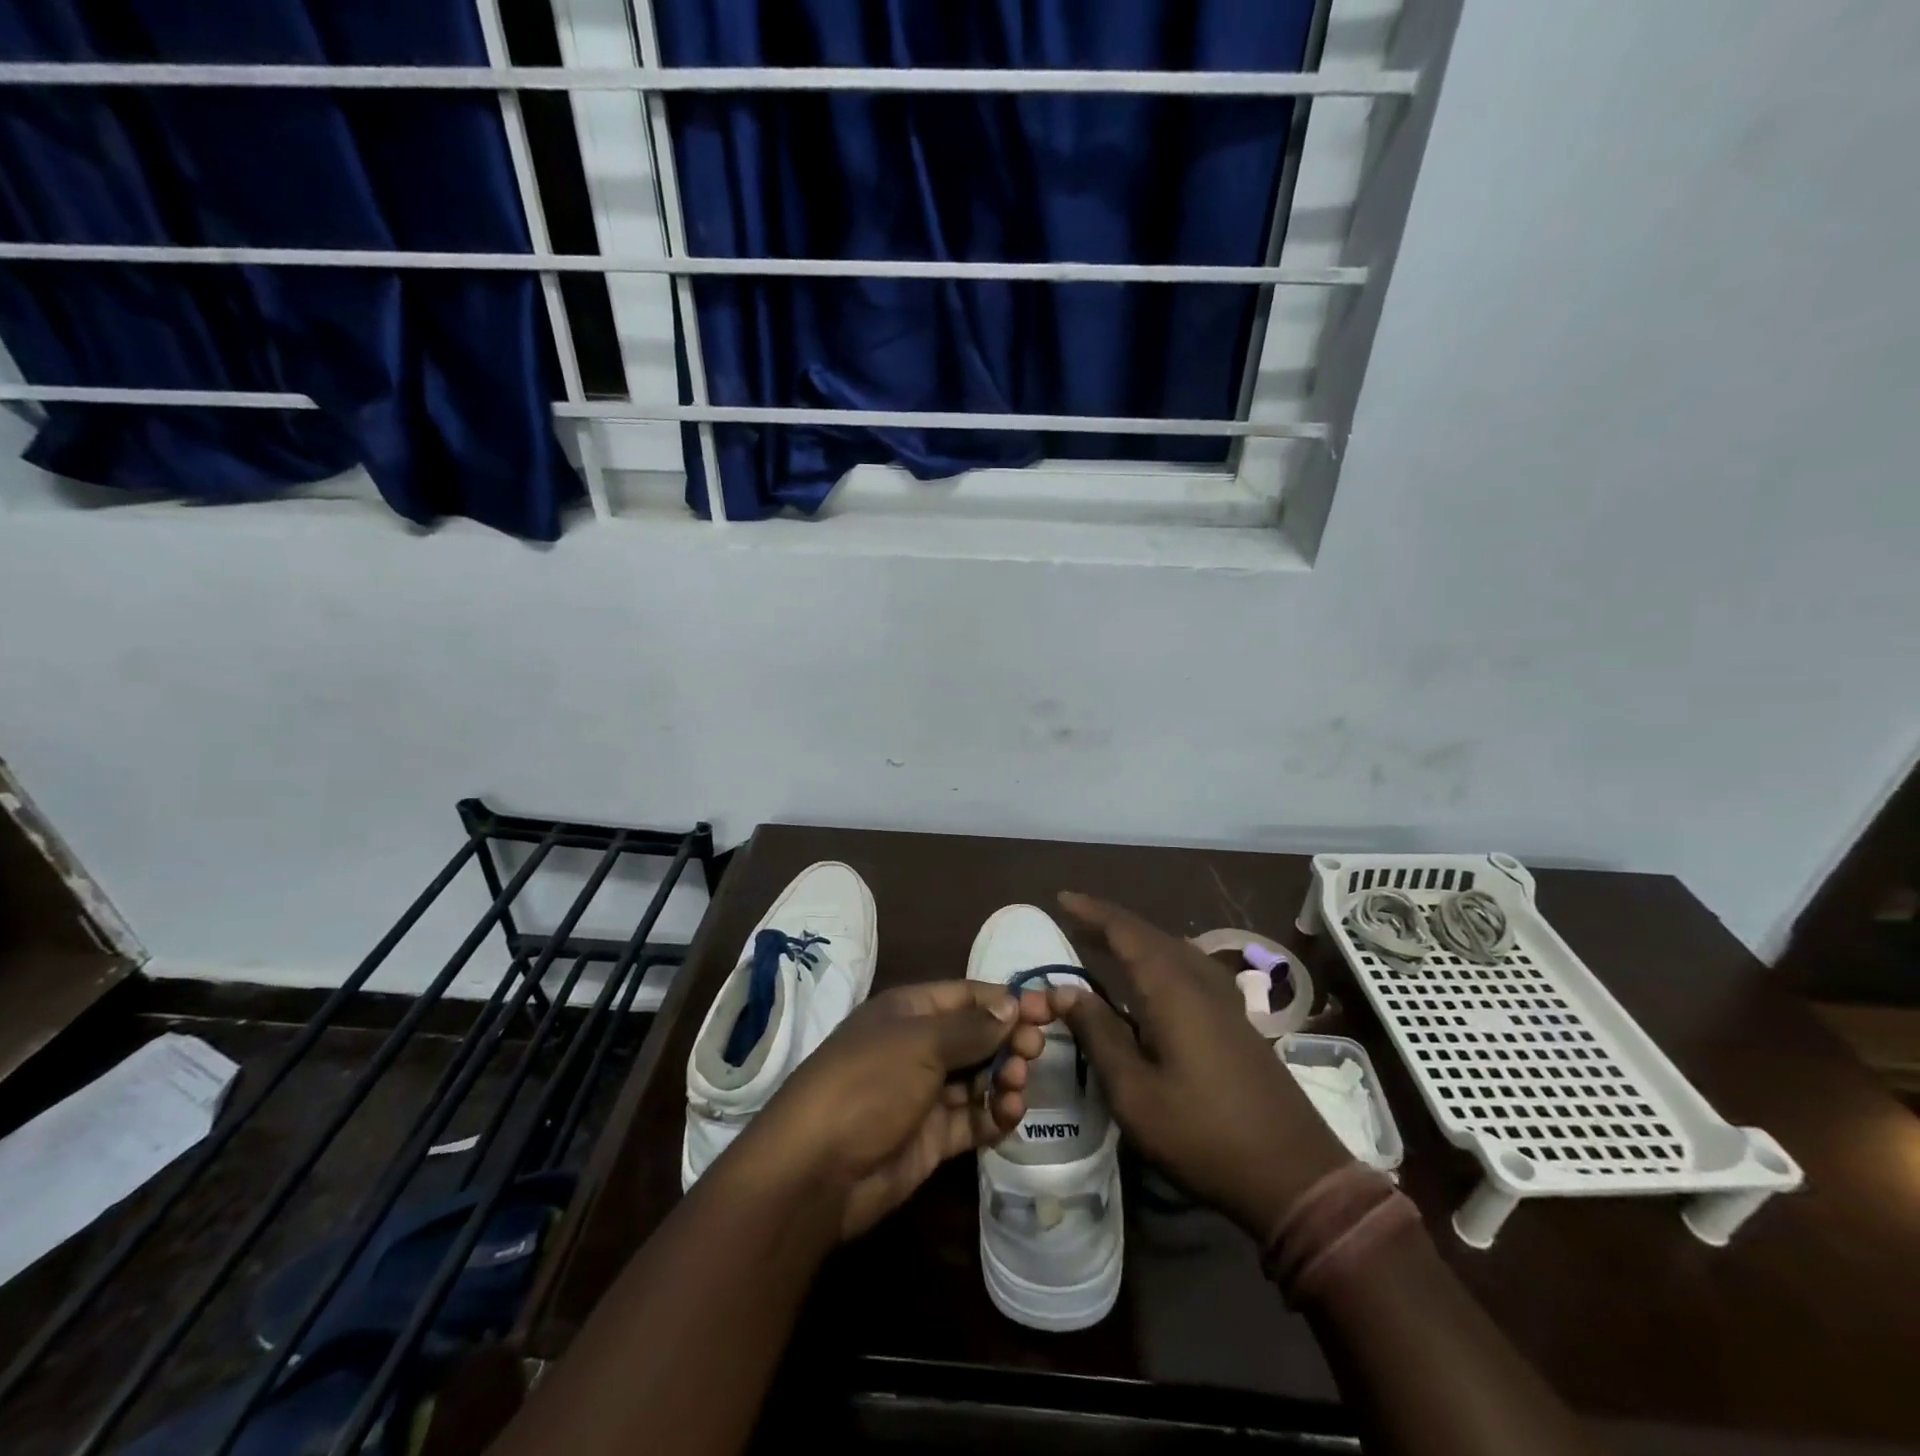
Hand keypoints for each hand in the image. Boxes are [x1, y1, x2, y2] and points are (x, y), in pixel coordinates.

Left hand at [730, 980, 1051, 1239]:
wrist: (818, 1170)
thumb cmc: (869, 1083)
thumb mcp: (921, 1043)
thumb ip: (972, 1027)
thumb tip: (1012, 1005)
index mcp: (910, 1011)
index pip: (968, 996)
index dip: (1007, 1001)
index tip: (1048, 1009)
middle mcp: (919, 1046)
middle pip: (977, 1036)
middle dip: (1009, 1040)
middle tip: (1034, 1052)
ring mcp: (924, 1093)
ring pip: (978, 1077)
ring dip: (1004, 1078)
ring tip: (1015, 1087)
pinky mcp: (931, 1137)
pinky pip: (972, 1118)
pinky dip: (994, 1114)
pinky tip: (1009, 1114)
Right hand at [1052, 892, 1352, 1239]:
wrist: (1294, 1175)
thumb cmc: (1202, 1134)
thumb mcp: (1134, 1092)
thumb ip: (1098, 1034)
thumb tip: (1065, 991)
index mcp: (1172, 989)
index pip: (1126, 932)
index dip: (1092, 912)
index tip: (1061, 898)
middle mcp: (1200, 981)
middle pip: (1150, 935)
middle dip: (1111, 923)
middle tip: (1074, 919)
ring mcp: (1225, 1000)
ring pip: (1173, 949)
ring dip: (1137, 940)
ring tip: (1106, 943)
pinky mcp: (1237, 1020)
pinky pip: (1189, 967)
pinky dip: (1159, 959)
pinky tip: (1153, 978)